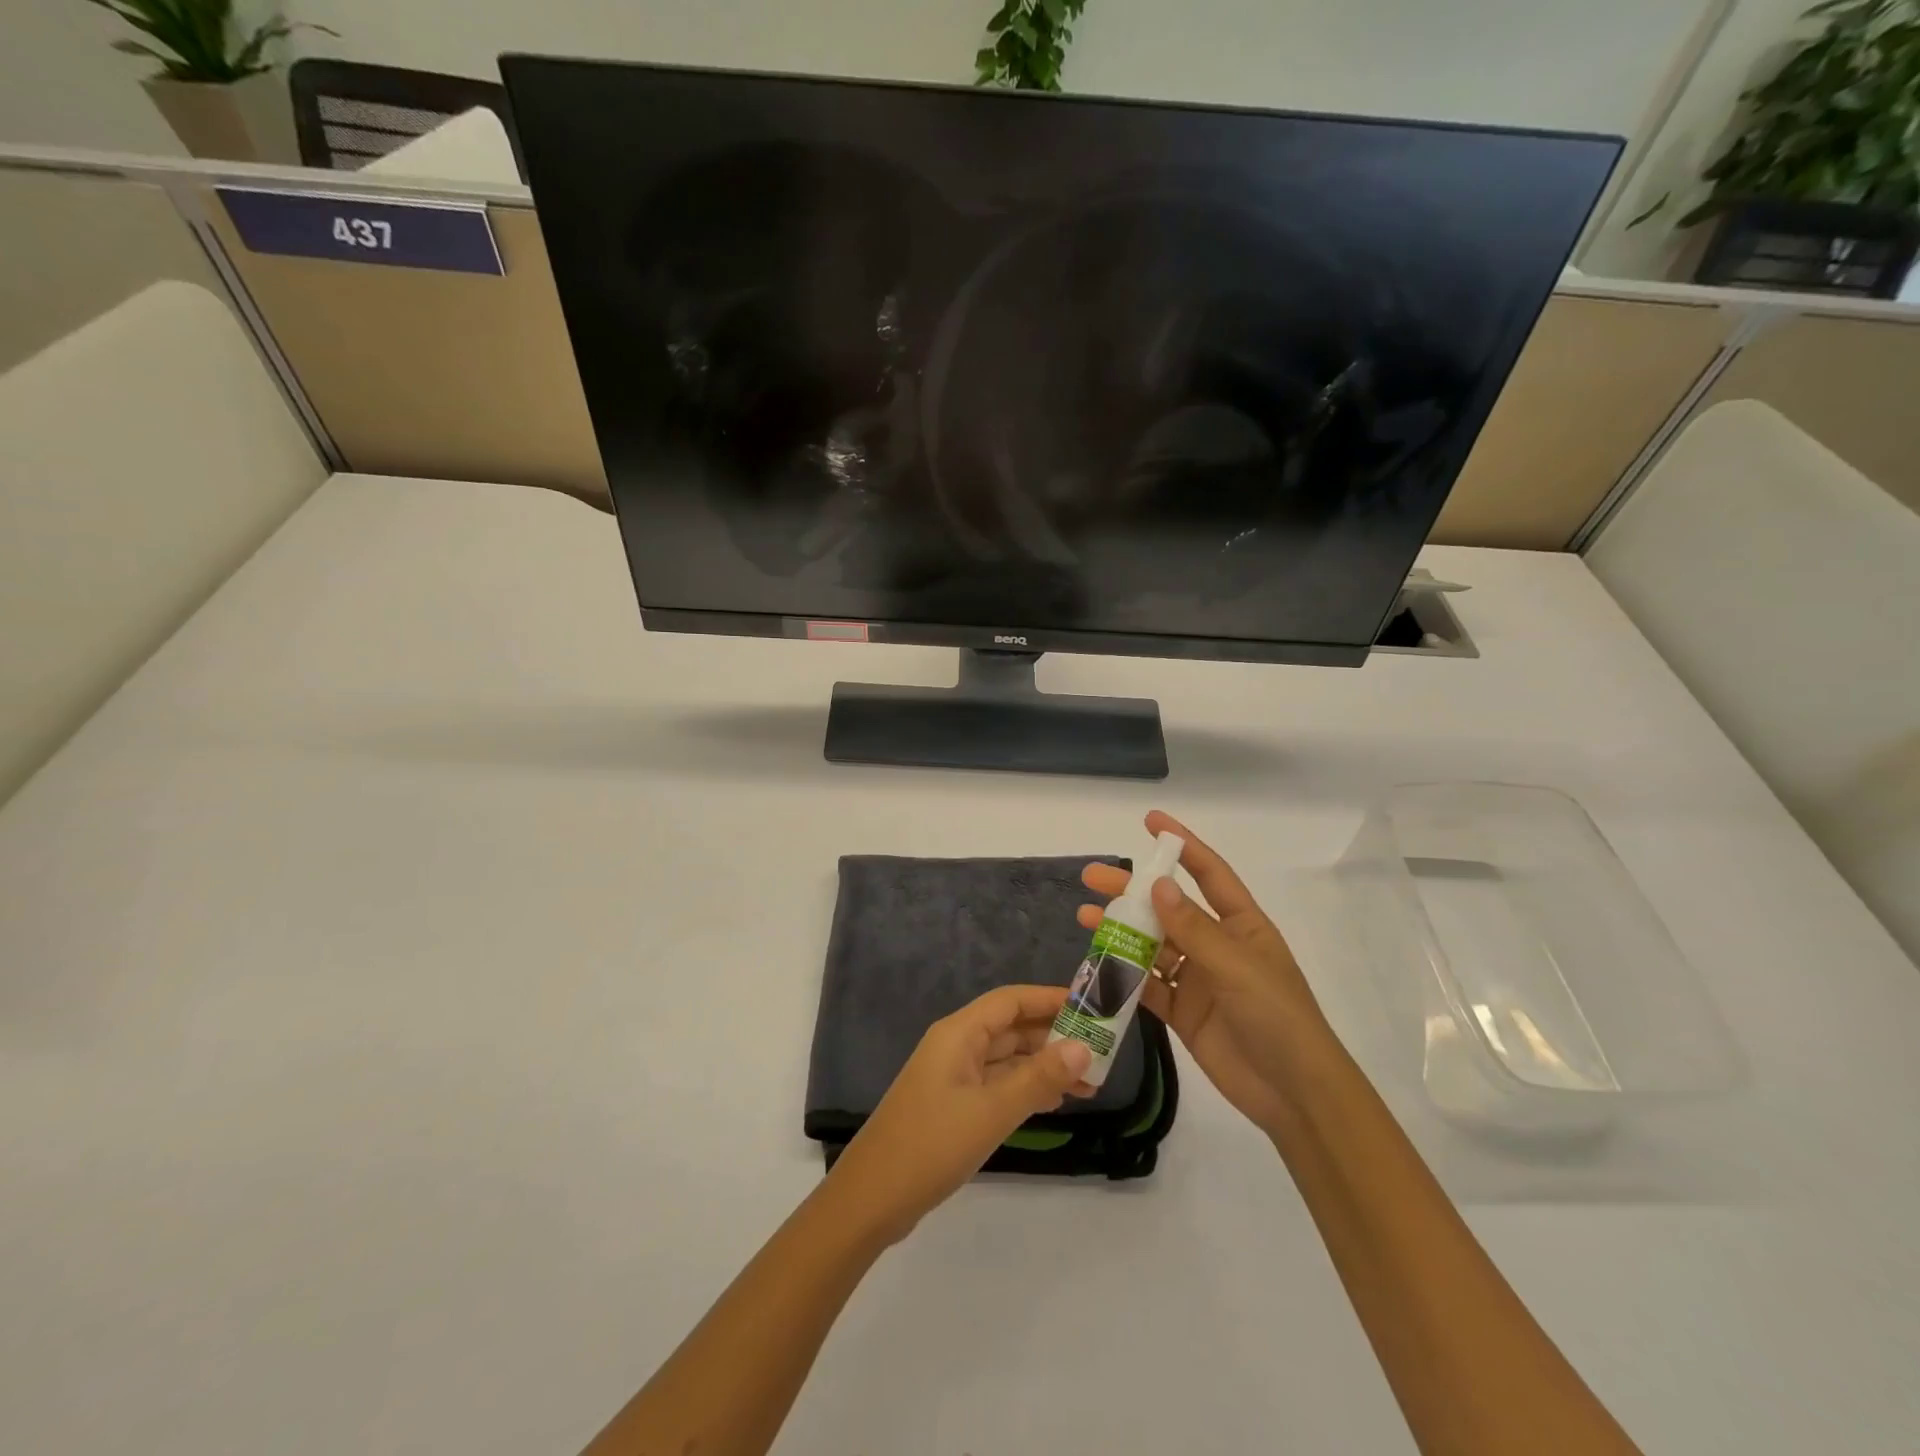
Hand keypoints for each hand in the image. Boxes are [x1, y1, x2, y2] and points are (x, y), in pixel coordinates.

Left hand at [824, 986, 1093, 1247]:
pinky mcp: (952, 1106)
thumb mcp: (992, 1111)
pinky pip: (996, 1084)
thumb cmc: (932, 1143)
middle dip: (1053, 1037)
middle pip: (1010, 1028)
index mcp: (959, 1033)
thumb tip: (1083, 1049)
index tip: (1090, 1006)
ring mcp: (952, 1077)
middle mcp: (956, 1046)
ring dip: (1043, 1067)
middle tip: (1100, 1053)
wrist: (872, 1198)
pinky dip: (1024, 1088)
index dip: (1049, 998)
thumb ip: (1038, 1079)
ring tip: (1088, 1083)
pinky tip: (1053, 1103)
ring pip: (1006, 1059)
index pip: (1011, 1000)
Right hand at [1079, 811, 1338, 1137]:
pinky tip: (1098, 965)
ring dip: (1121, 931)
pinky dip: (1124, 976)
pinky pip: (1148, 985)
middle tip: (1093, 877)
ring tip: (1086, 918)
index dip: (1181, 845)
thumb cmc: (1277, 1018)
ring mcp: (1198, 979)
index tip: (1149, 822)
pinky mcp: (1183, 1011)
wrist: (1294, 1095)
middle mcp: (1217, 945)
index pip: (1208, 873)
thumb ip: (1194, 928)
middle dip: (1132, 890)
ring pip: (1152, 945)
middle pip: (1168, 907)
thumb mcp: (1237, 967)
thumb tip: (1157, 884)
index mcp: (1241, 925)